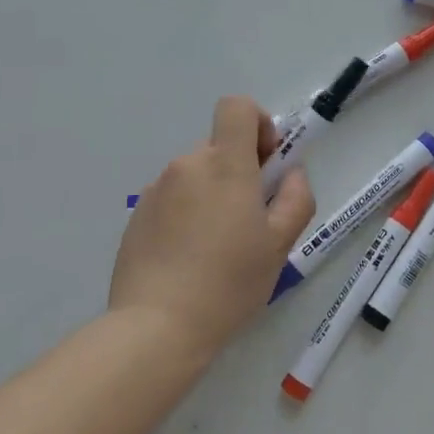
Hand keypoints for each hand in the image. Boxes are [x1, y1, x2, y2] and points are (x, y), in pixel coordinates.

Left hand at [110, 97, 317, 359]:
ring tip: (218, 248)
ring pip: (196, 175)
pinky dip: (187, 215)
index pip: (237, 107)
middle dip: (240, 171)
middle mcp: (186, 166)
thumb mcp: (279, 245)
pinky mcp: (137, 216)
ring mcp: (156, 190)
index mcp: (224, 165)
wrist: (156, 327)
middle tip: (251, 221)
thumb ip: (296, 199)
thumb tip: (291, 175)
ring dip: (213, 195)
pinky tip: (189, 259)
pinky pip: (172, 200)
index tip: (267, 163)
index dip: (258, 123)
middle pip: (219, 147)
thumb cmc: (229, 283)